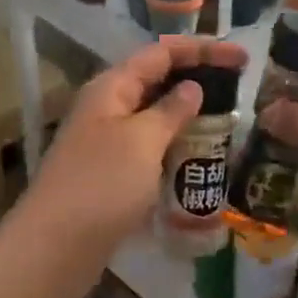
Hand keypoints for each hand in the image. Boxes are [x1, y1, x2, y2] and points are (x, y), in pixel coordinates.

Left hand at [16, 35, 248, 264]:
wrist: (55, 247)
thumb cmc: (102, 185)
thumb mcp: (143, 140)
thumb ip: (171, 110)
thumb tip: (192, 87)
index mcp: (112, 87)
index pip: (162, 53)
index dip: (202, 50)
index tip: (242, 57)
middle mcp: (108, 107)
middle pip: (158, 80)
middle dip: (198, 79)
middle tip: (240, 88)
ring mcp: (107, 141)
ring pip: (155, 116)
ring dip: (189, 115)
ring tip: (228, 122)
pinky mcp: (112, 172)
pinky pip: (151, 147)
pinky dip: (176, 145)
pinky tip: (200, 157)